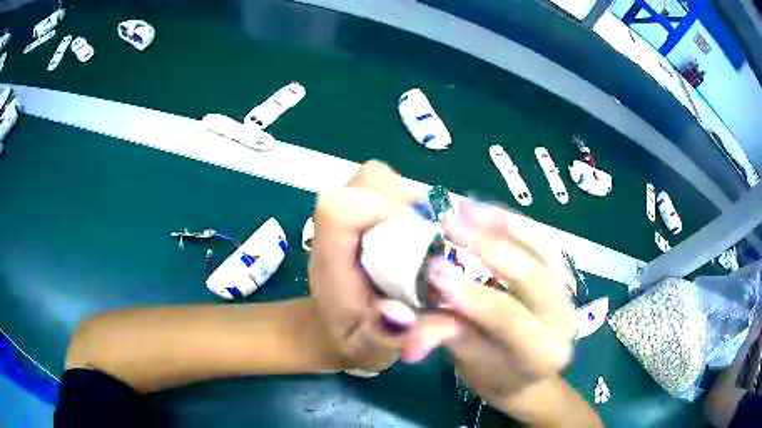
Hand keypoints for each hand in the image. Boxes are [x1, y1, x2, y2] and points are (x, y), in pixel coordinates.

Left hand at [308, 161, 423, 371]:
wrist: (332, 328)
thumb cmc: (352, 339)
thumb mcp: (369, 350)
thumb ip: (386, 338)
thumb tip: (404, 316)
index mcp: (331, 260)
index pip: (337, 208)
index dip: (379, 206)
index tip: (417, 233)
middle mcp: (334, 230)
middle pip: (365, 180)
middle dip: (405, 198)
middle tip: (430, 233)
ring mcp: (346, 216)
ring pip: (376, 177)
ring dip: (408, 196)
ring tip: (425, 230)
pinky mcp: (359, 212)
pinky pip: (384, 186)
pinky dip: (406, 198)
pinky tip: (417, 229)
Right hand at [403, 201, 575, 410]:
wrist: (529, 376)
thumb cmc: (496, 375)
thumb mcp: (468, 363)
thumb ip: (443, 336)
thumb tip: (402, 323)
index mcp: (542, 353)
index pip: (508, 318)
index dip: (471, 294)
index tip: (432, 271)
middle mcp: (563, 320)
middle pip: (532, 277)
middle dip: (490, 248)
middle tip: (450, 225)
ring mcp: (568, 294)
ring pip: (542, 251)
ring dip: (504, 225)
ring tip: (467, 208)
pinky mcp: (562, 276)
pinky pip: (542, 243)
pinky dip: (514, 224)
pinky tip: (486, 210)